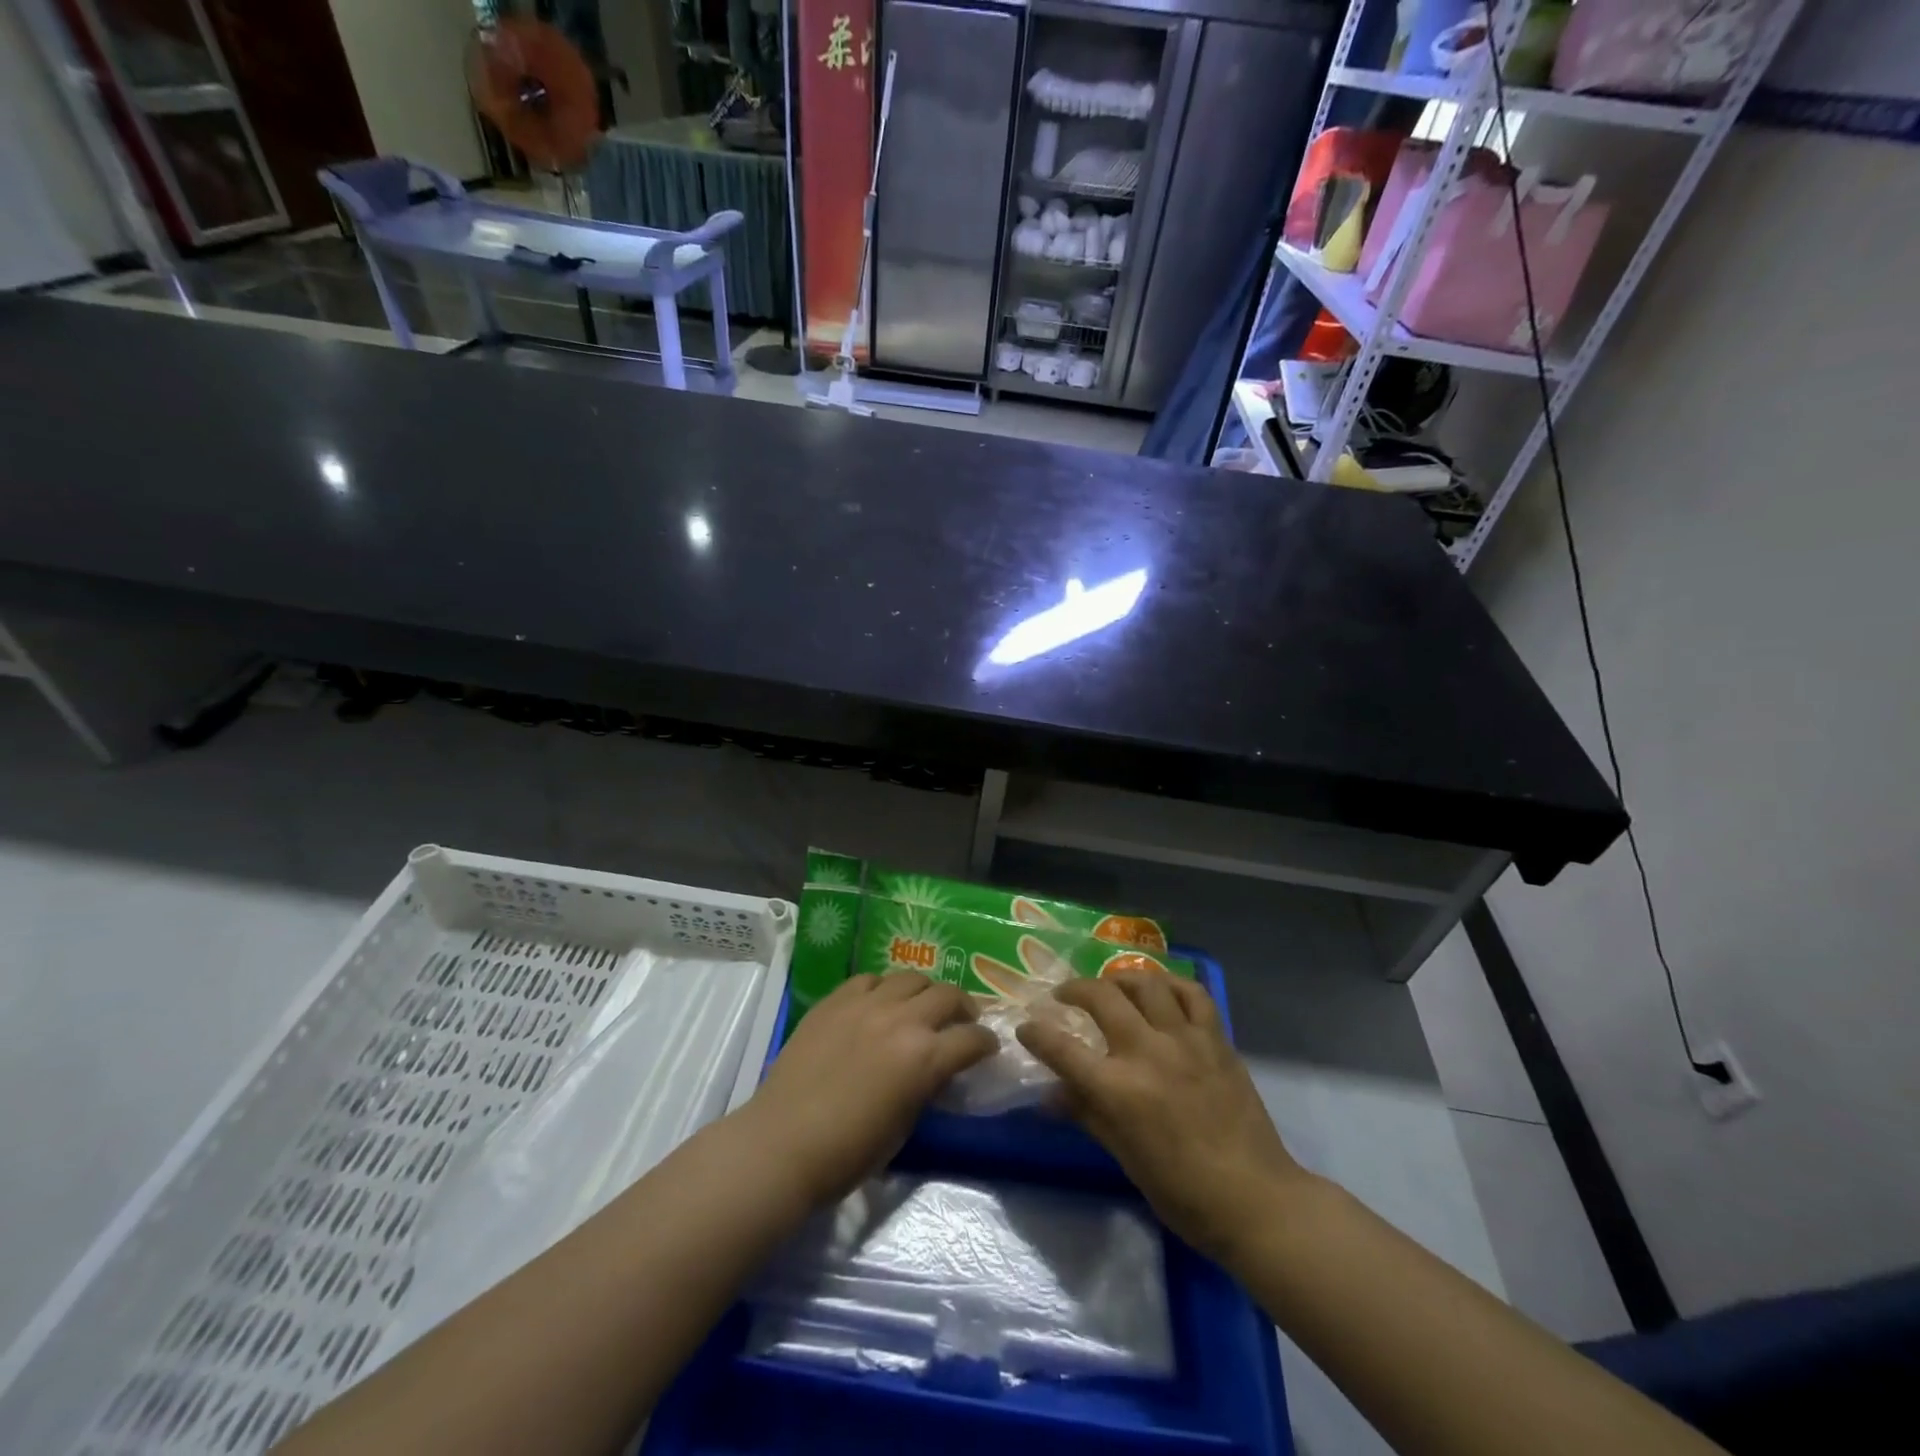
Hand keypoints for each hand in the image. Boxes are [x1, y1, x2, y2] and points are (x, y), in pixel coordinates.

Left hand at [748, 973, 996, 1205]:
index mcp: (925, 1057)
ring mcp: (866, 1004)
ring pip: (911, 977)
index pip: (972, 1039)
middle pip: (948, 995)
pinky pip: (870, 980)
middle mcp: (902, 1020)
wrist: (782, 1143)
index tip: (987, 1048)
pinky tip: (879, 1004)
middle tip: (962, 1021)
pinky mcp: (835, 1000)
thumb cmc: (848, 1153)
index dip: (986, 1043)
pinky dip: (884, 989)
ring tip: (921, 1006)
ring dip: (925, 992)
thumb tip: (935, 1070)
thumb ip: (926, 1087)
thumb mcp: (904, 1125)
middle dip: (963, 1008)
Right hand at [1017, 973, 1308, 1262]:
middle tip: (1064, 996)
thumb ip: (1086, 1114)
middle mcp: (1147, 1052)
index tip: (1026, 1027)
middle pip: (1101, 997)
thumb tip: (1050, 1095)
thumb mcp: (1124, 1156)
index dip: (1036, 1034)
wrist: (1255, 1200)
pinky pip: (1192, 993)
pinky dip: (1171, 984)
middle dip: (1074, 989)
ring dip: (1120, 978)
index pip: (1062, 1049)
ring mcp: (1185, 1040)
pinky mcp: (1216, 1039)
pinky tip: (1160, 990)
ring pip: (1146, 983)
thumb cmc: (1182, 1191)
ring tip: (1111, 986)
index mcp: (1118, 1089)